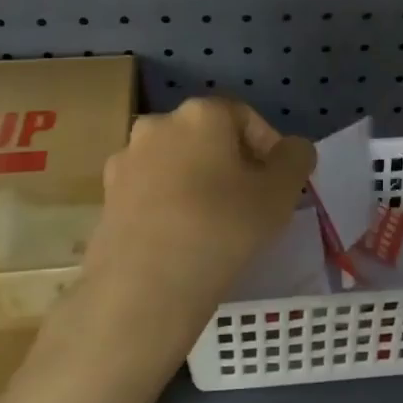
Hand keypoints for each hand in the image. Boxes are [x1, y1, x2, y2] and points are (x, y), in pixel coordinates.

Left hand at [81, 98, 315, 346]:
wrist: (143, 288)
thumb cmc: (221, 229)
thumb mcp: (280, 194)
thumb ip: (295, 159)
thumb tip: (292, 148)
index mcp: (201, 113)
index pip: (245, 117)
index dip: (268, 147)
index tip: (278, 184)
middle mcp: (158, 124)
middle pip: (207, 137)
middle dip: (232, 163)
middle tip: (250, 203)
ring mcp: (127, 159)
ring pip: (177, 163)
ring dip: (198, 183)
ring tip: (215, 224)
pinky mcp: (107, 196)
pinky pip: (151, 191)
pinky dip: (170, 204)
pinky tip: (181, 238)